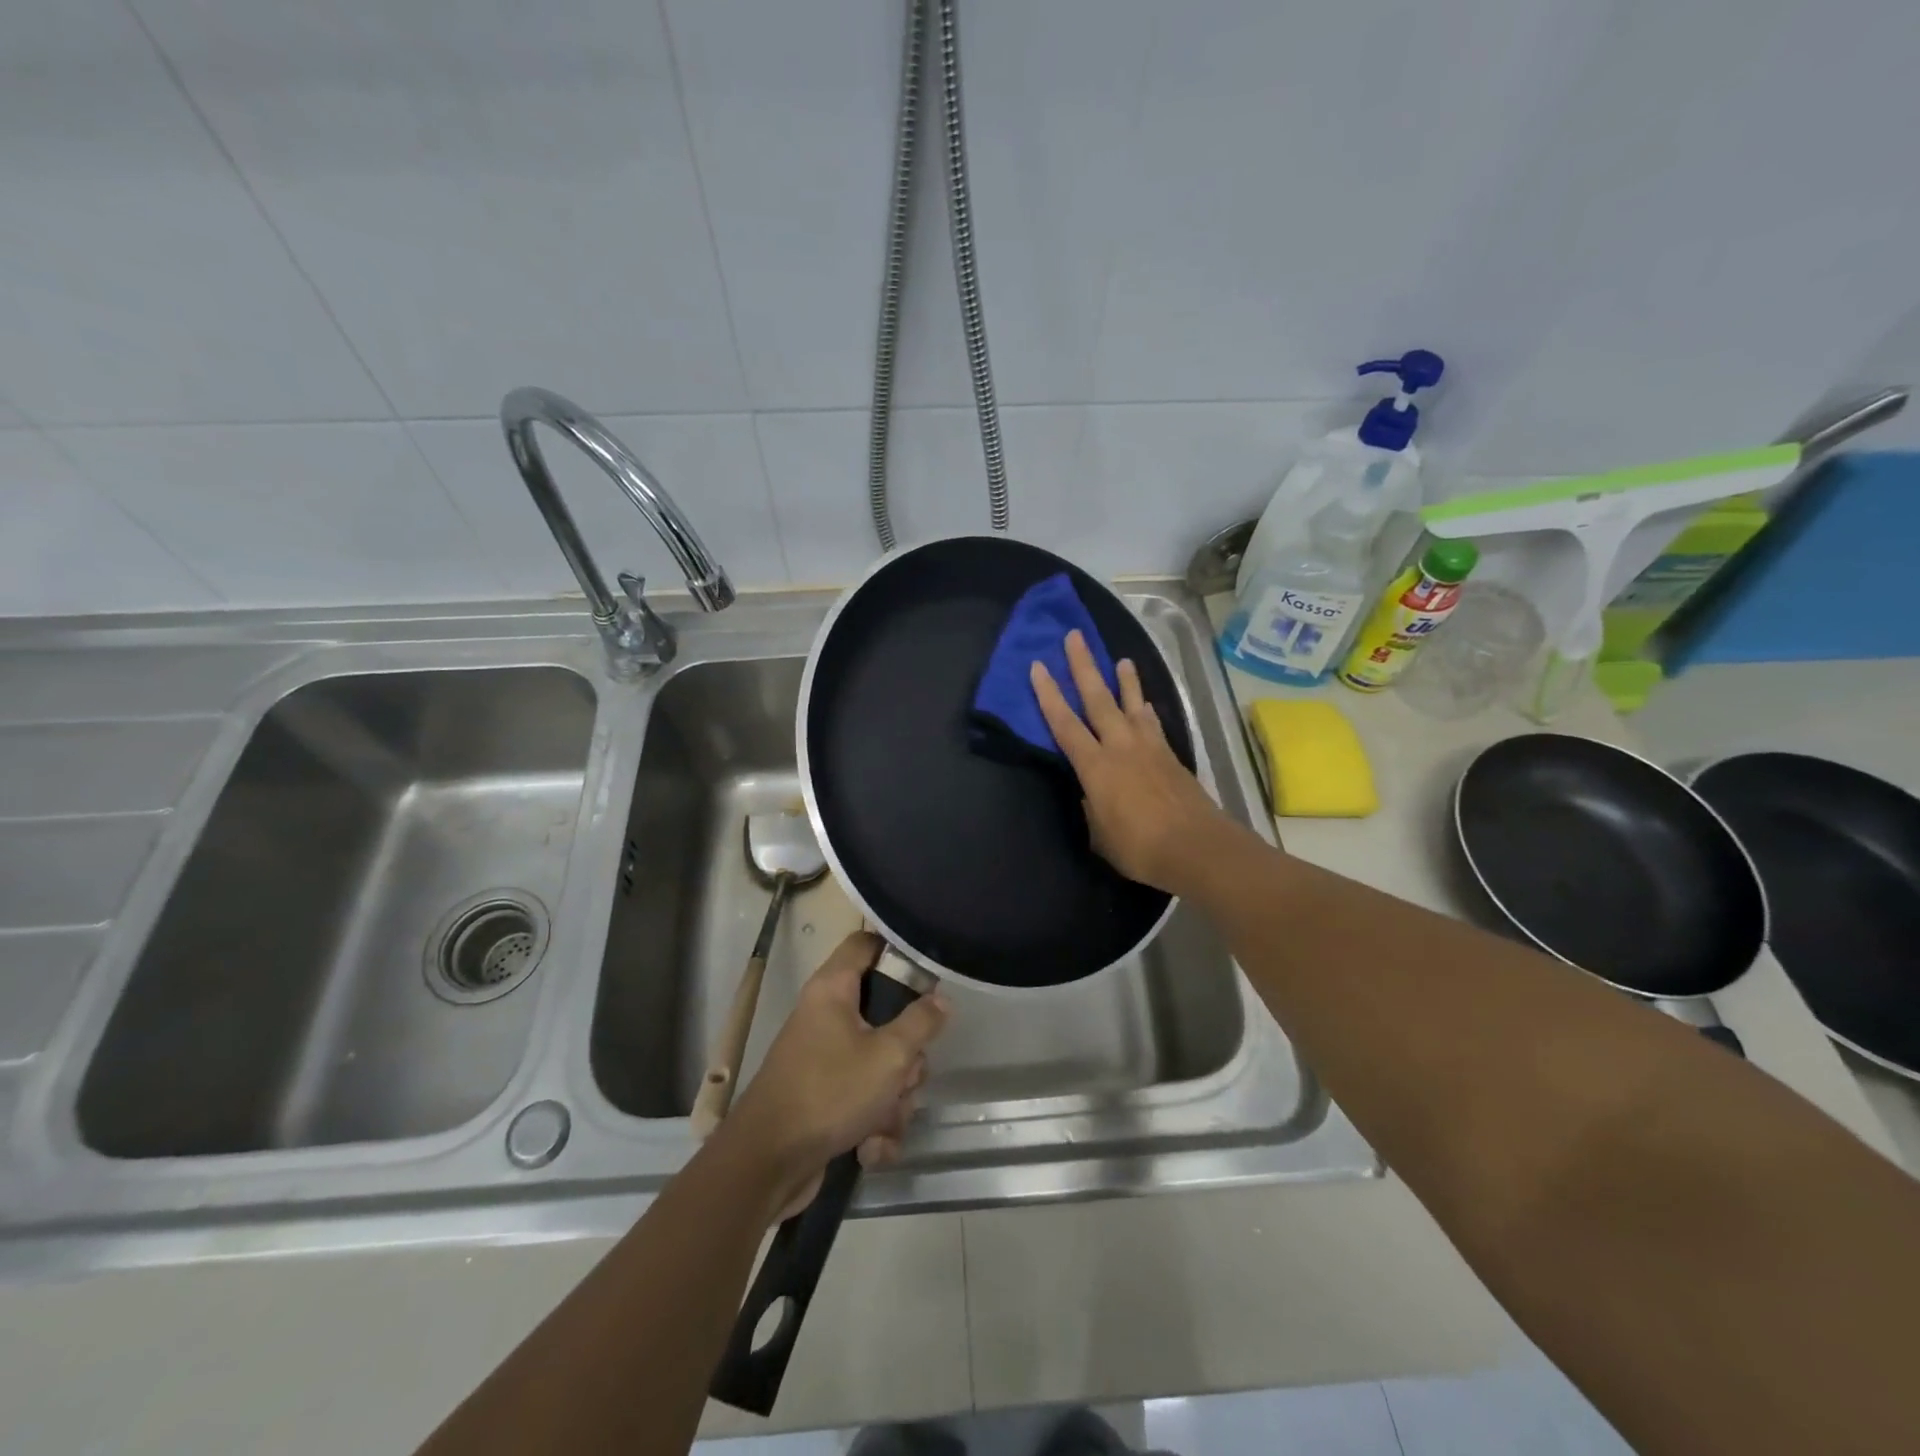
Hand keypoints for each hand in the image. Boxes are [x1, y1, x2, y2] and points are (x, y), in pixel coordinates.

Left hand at [726, 931, 947, 1219]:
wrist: (767, 1165)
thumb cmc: (829, 1093)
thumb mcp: (889, 1055)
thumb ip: (921, 1023)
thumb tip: (941, 1000)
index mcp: (834, 989)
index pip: (867, 943)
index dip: (898, 951)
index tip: (929, 978)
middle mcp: (827, 1016)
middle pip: (886, 1014)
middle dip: (907, 1055)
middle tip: (905, 1073)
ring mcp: (824, 1058)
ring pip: (881, 1063)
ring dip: (894, 1099)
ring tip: (884, 1122)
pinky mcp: (825, 1098)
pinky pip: (865, 1099)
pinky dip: (874, 1125)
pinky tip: (870, 1149)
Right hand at [1030, 630, 1232, 895]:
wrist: (1197, 847)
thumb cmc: (1140, 847)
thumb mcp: (1100, 835)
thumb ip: (1092, 809)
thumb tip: (1092, 794)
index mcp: (1096, 767)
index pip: (1064, 724)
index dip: (1048, 695)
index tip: (1037, 667)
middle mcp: (1120, 747)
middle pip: (1098, 699)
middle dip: (1083, 666)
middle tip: (1075, 636)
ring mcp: (1149, 748)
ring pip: (1132, 705)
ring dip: (1125, 681)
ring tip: (1121, 659)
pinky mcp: (1170, 756)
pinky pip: (1153, 724)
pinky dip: (1146, 711)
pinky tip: (1145, 705)